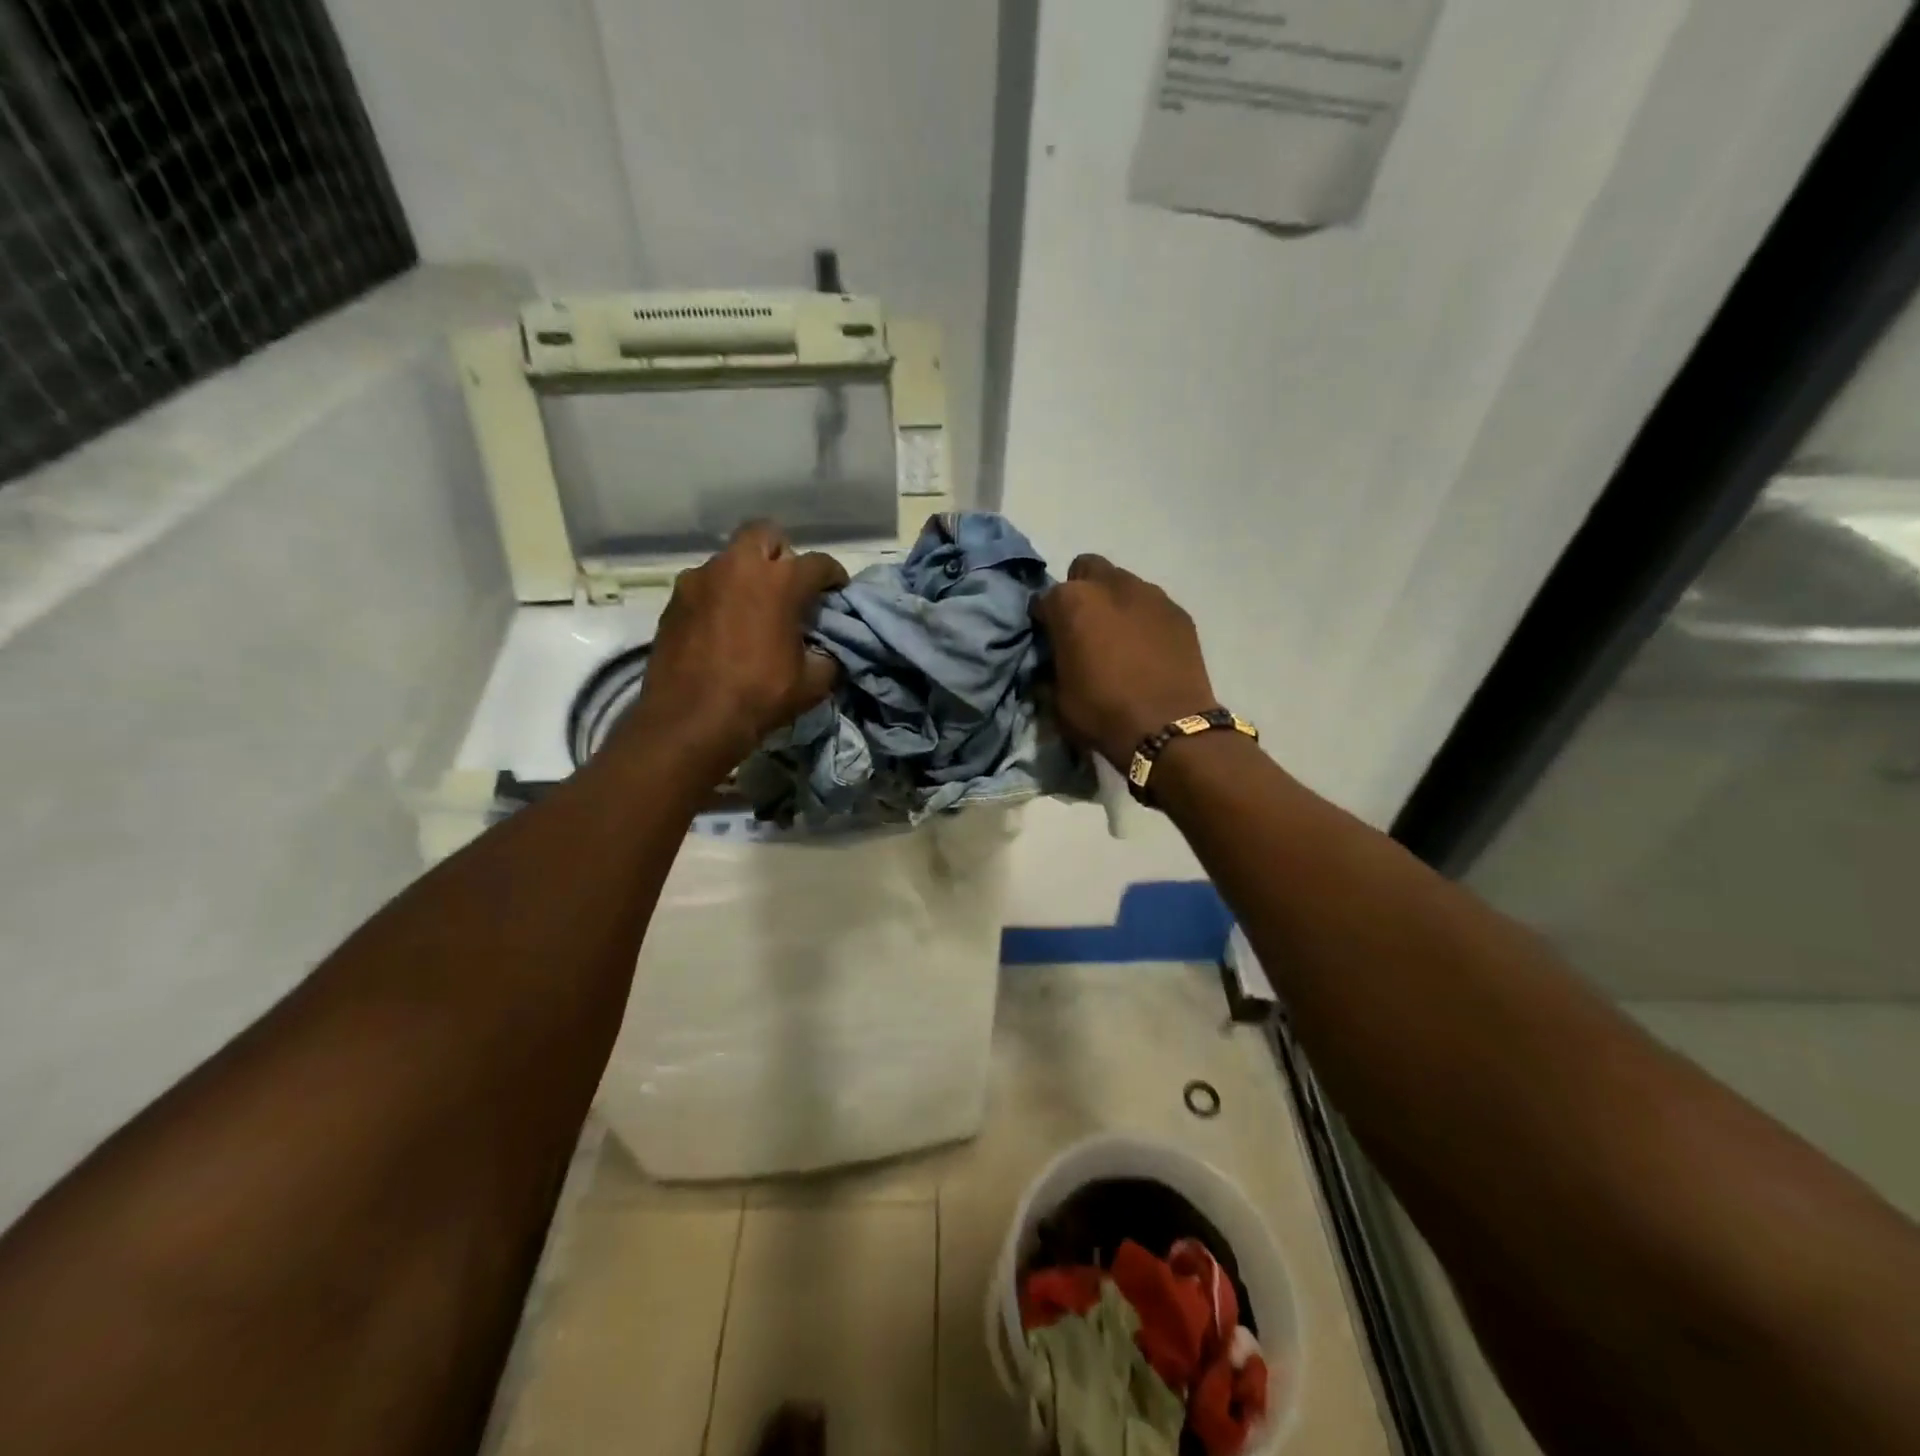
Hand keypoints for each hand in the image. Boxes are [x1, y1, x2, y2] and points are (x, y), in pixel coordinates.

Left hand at [614, 521, 847, 779]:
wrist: (690, 720)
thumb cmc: (759, 696)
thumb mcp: (812, 684)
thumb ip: (826, 657)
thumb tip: (824, 652)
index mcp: (780, 581)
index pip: (818, 563)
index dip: (833, 576)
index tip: (836, 590)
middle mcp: (738, 566)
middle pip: (766, 535)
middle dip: (782, 554)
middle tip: (788, 585)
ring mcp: (700, 579)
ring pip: (730, 559)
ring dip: (746, 575)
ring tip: (752, 607)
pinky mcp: (674, 600)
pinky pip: (705, 585)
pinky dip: (719, 597)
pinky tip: (723, 626)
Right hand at [1034, 555, 1218, 768]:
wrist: (1168, 728)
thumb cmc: (1103, 712)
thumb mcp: (1059, 695)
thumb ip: (1054, 663)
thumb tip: (1055, 659)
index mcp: (1072, 602)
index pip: (1045, 598)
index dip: (1045, 619)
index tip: (1050, 640)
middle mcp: (1111, 585)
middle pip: (1087, 570)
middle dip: (1081, 592)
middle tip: (1084, 628)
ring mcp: (1150, 594)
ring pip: (1122, 584)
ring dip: (1114, 603)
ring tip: (1119, 639)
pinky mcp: (1179, 612)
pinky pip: (1152, 606)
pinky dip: (1143, 619)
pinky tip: (1147, 649)